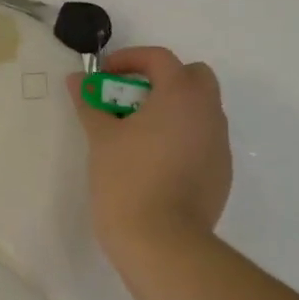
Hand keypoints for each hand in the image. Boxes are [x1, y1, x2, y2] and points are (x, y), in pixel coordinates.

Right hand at [70, 46, 231, 258]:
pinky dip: (183, 138)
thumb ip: (90, 103)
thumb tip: (76, 79)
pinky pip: (203, 141)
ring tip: (140, 134)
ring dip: (174, 110)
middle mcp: (208, 112)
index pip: (160, 58)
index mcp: (181, 95)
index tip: (105, 76)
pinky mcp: (222, 172)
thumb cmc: (127, 180)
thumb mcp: (101, 139)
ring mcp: (219, 144)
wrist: (162, 241)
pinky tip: (157, 164)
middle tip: (130, 100)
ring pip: (201, 110)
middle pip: (193, 77)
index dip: (130, 60)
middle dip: (163, 80)